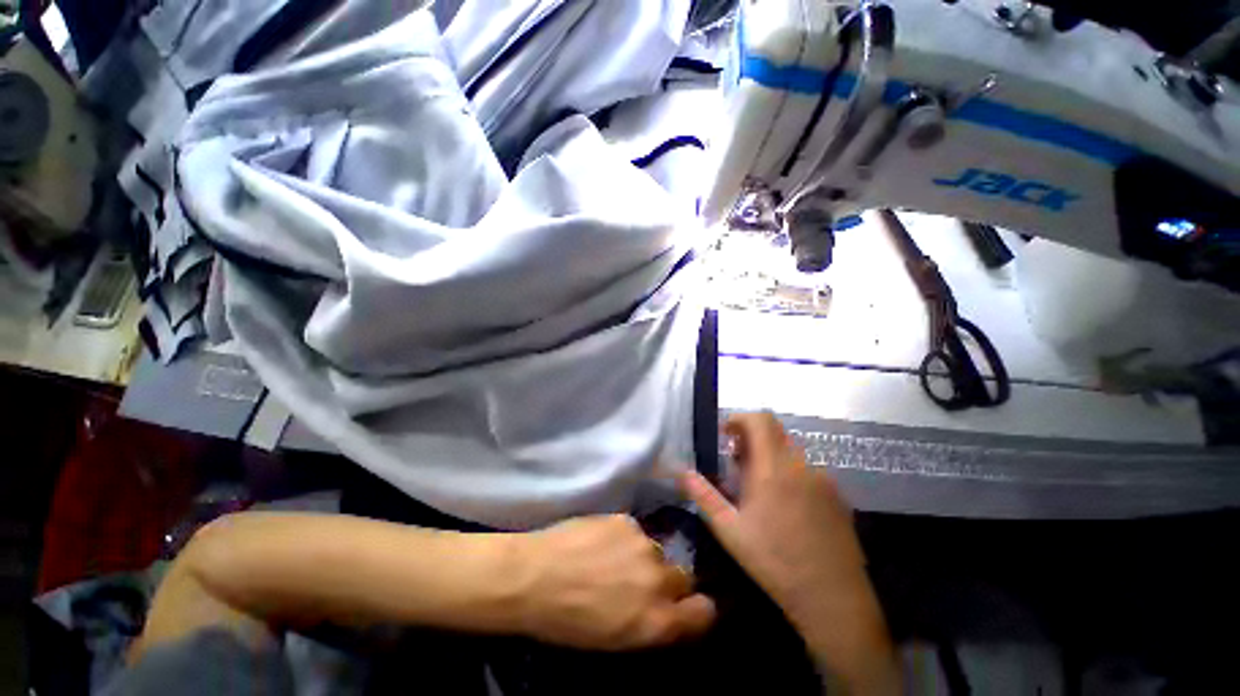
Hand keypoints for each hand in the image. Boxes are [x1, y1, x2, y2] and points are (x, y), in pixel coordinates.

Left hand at [509, 515, 716, 650]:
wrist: (534, 576)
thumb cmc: (566, 621)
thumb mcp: (614, 640)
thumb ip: (649, 624)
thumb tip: (665, 612)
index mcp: (656, 620)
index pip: (703, 612)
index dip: (699, 608)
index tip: (687, 605)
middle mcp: (658, 580)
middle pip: (682, 576)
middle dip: (667, 580)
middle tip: (639, 581)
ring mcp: (643, 544)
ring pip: (657, 549)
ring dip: (643, 556)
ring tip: (613, 558)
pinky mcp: (626, 520)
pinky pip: (635, 531)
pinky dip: (624, 538)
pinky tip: (600, 541)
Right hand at [680, 413, 898, 693]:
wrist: (835, 599)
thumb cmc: (775, 562)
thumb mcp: (730, 531)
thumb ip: (704, 496)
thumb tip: (682, 472)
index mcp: (774, 469)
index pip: (760, 420)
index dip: (740, 419)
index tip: (725, 435)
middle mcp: (801, 466)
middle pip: (775, 431)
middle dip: (752, 437)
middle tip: (736, 462)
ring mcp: (823, 480)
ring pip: (791, 450)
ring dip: (769, 455)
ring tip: (757, 486)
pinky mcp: (837, 496)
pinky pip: (807, 469)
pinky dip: (788, 471)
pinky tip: (784, 504)